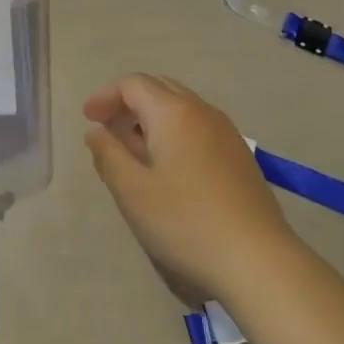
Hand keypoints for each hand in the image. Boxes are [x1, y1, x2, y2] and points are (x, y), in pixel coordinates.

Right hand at [83, 74, 303, 306]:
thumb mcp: (132, 191)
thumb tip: (96, 131)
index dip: (106, 96)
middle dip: (128, 102)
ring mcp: (226, 133)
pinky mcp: (239, 156)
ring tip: (131, 150)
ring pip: (181, 109)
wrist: (257, 258)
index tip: (87, 118)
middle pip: (159, 89)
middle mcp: (202, 111)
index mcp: (173, 112)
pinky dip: (173, 133)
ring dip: (151, 118)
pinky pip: (198, 128)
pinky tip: (166, 167)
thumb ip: (108, 155)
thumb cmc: (185, 221)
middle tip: (106, 128)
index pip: (133, 85)